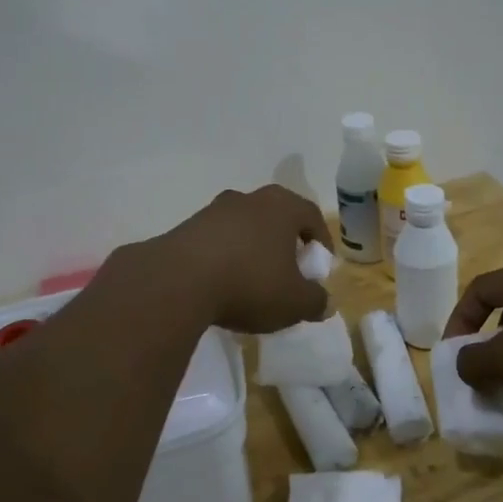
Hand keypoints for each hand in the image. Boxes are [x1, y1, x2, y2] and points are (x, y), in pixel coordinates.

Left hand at [156, 185, 332, 334]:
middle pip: (275, 217)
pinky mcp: (185, 228)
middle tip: (288, 270)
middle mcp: (248, 199)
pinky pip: (216, 241)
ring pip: (243, 227)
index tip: (320, 264)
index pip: (311, 215)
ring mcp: (213, 211)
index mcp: (281, 206)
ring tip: (252, 281)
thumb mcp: (294, 302)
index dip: (321, 240)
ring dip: (252, 249)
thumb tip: (324, 302)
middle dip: (284, 242)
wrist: (178, 282)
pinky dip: (224, 258)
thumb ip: (315, 301)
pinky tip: (221, 285)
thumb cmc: (250, 284)